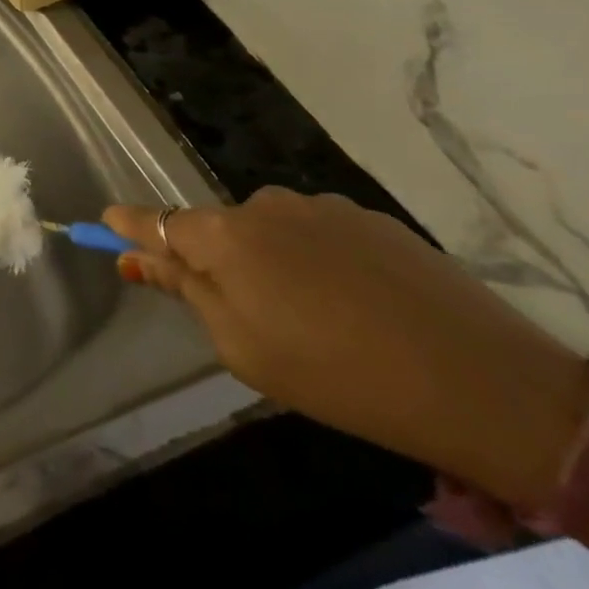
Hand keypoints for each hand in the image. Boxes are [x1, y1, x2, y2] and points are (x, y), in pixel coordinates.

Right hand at [105, 188, 588, 507]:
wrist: (486, 384)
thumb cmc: (338, 375)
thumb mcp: (242, 347)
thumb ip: (184, 292)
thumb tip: (134, 256)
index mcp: (224, 236)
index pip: (156, 221)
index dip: (128, 225)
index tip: (103, 223)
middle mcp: (262, 204)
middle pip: (217, 229)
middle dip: (218, 261)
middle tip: (251, 317)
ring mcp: (320, 205)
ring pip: (271, 231)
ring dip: (274, 262)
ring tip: (320, 319)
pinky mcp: (370, 217)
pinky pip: (319, 234)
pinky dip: (320, 261)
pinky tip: (360, 304)